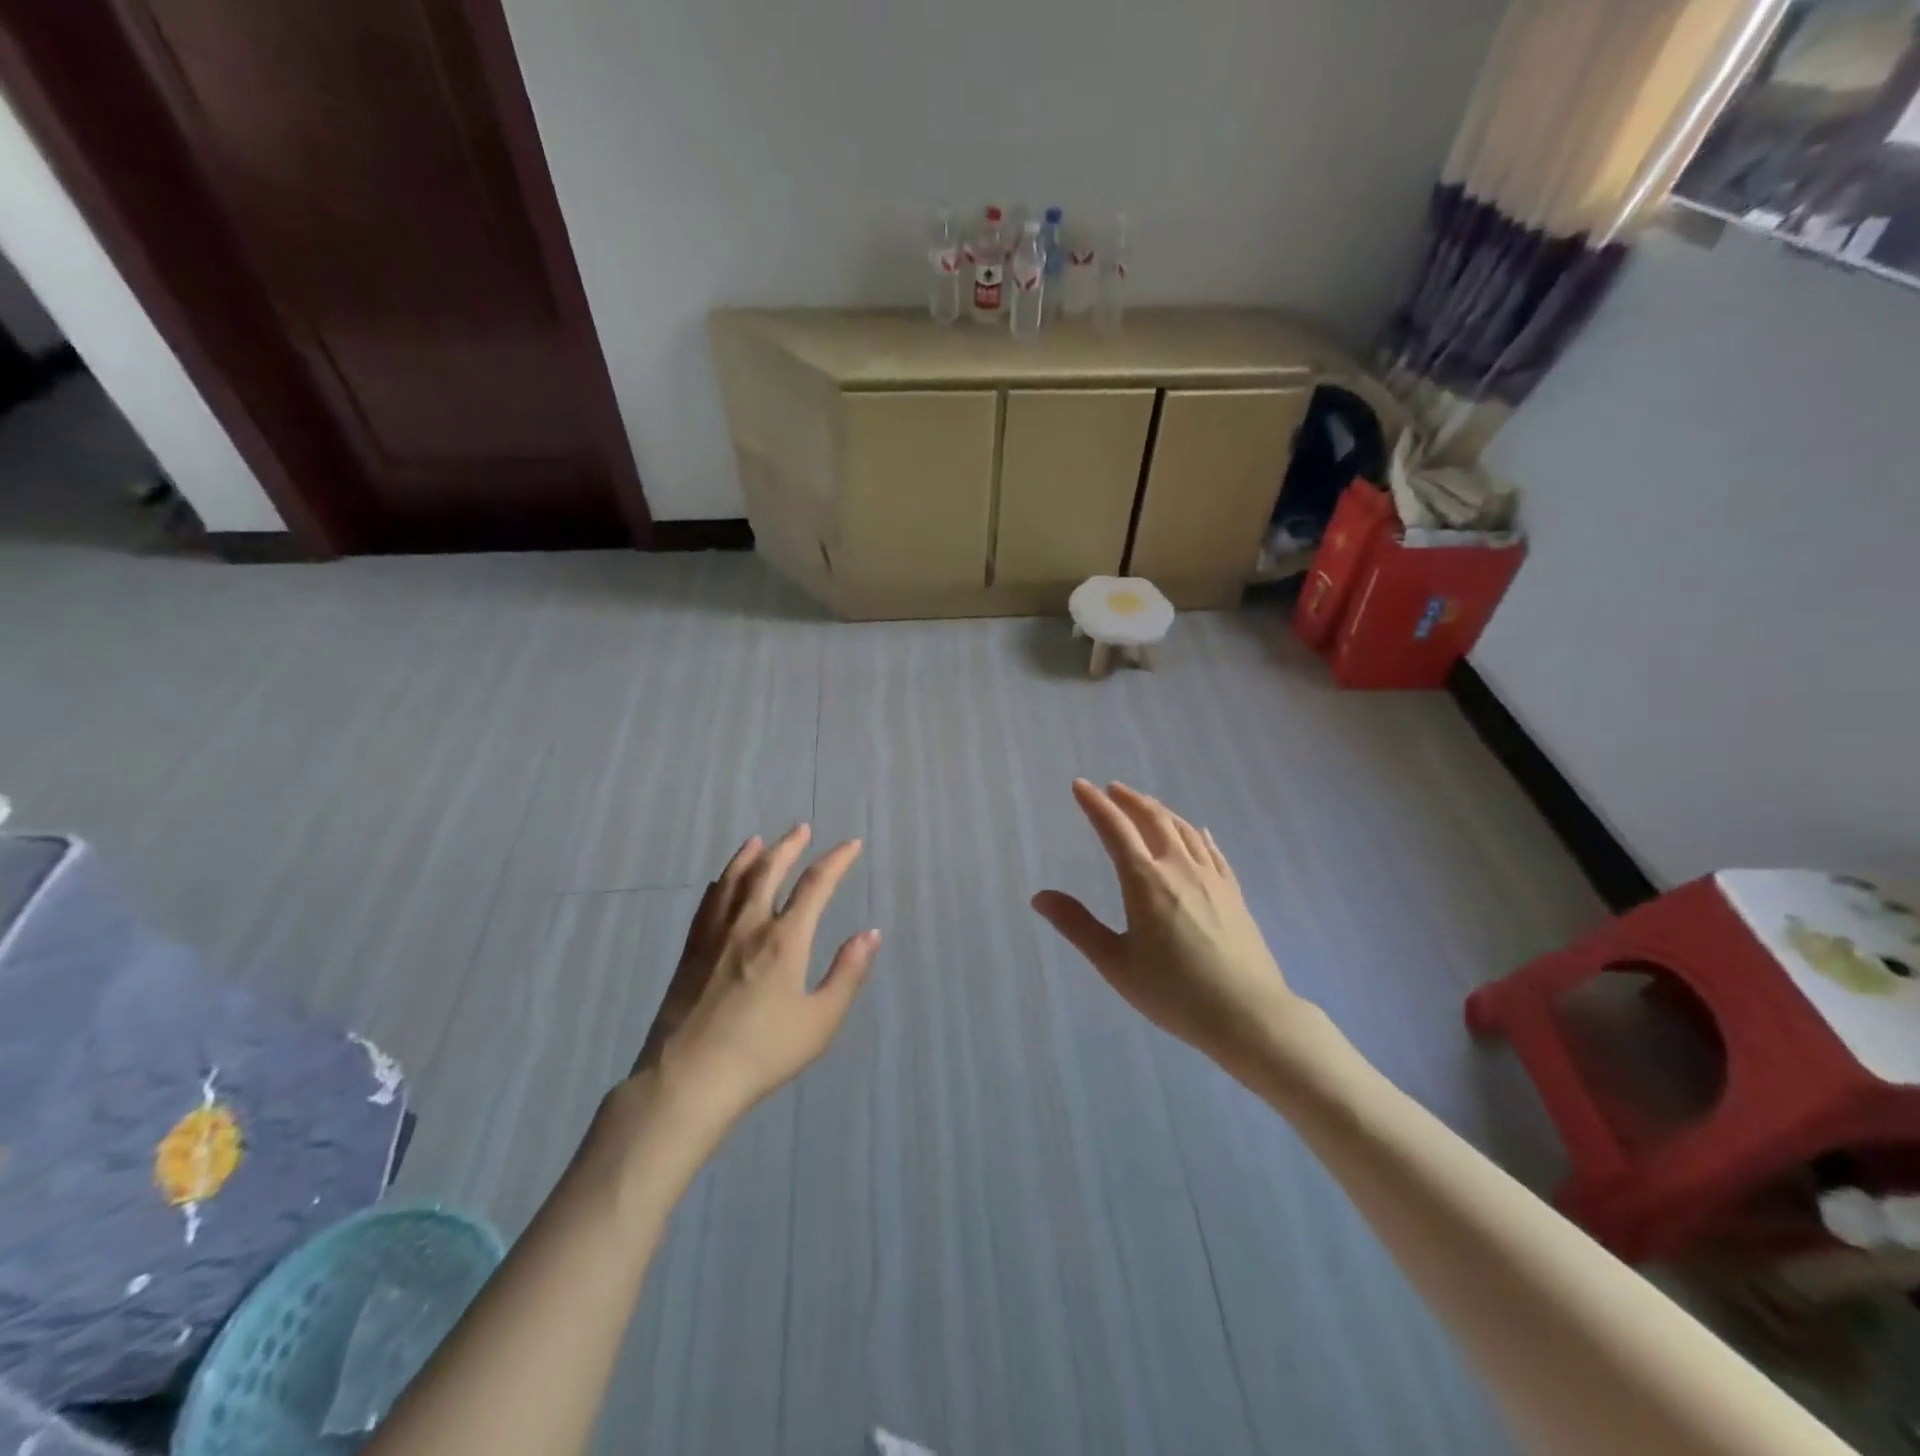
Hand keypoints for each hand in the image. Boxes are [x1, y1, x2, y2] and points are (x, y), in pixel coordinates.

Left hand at [632, 824, 878, 1130]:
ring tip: (760, 840)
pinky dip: (721, 883)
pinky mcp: (690, 952)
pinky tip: (721, 882)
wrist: (688, 1080)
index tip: (851, 845)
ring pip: (733, 881)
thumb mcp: (820, 1021)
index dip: (836, 860)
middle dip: (789, 846)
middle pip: (769, 870)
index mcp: (785, 939)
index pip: (815, 885)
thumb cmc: (762, 1053)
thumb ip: (847, 973)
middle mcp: (749, 925)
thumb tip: (870, 933)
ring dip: (751, 856)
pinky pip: (708, 903)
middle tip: (801, 828)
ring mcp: (714, 936)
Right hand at [1033, 781, 1311, 1073]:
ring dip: (1160, 811)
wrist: (1249, 1015)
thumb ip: (1077, 926)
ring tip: (1145, 805)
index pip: (1115, 829)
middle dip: (1129, 800)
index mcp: (1145, 881)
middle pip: (1153, 819)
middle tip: (1112, 788)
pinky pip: (1212, 850)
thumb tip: (1040, 897)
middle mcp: (1179, 868)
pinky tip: (1197, 831)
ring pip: (1184, 829)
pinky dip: (1197, 833)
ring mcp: (1211, 878)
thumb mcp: (1115, 964)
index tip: (1080, 785)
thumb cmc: (1174, 993)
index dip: (1095, 804)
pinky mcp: (1234, 892)